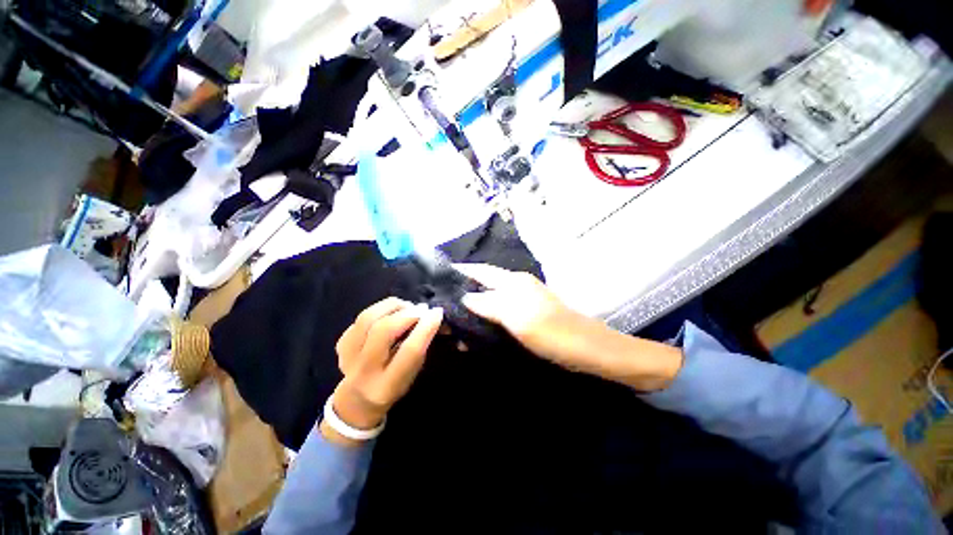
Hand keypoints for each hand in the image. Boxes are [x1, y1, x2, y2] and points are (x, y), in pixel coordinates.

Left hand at [322, 298, 443, 444]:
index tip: (437, 312)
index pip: (409, 351)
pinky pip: (360, 318)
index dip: (425, 327)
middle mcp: (364, 372)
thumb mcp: (412, 374)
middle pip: (384, 330)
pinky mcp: (341, 343)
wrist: (357, 400)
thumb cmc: (394, 386)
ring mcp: (347, 356)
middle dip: (407, 313)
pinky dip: (379, 311)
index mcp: (387, 385)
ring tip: (406, 306)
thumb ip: (419, 347)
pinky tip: (389, 315)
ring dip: (392, 306)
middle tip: (421, 309)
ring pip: (368, 318)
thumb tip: (430, 316)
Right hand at [457, 264, 681, 391]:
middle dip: (464, 293)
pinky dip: (487, 319)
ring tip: (456, 323)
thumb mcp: (516, 316)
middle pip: (485, 285)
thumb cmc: (551, 331)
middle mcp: (517, 286)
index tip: (440, 276)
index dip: (462, 271)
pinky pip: (501, 313)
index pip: (481, 271)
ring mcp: (524, 301)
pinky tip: (478, 330)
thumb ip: (488, 303)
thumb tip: (465, 297)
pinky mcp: (528, 315)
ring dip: (474, 309)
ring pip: (492, 300)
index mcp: (514, 281)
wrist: (587, 349)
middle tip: (444, 308)